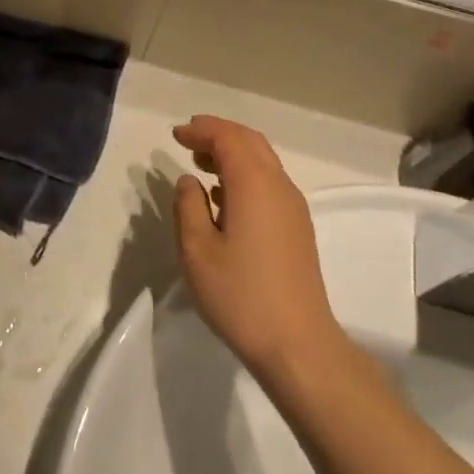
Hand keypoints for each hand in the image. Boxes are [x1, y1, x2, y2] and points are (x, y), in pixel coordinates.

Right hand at [171, 115, 345, 382]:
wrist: (297, 343)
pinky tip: (223, 197)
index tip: (176, 134)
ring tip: (201, 164)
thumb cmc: (240, 295)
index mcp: (254, 183)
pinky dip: (245, 174)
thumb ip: (188, 206)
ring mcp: (293, 207)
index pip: (228, 138)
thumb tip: (189, 180)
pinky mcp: (297, 227)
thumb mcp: (197, 250)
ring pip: (263, 161)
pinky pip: (269, 182)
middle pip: (250, 142)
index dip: (201, 130)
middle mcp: (279, 186)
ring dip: (232, 153)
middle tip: (188, 139)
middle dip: (219, 134)